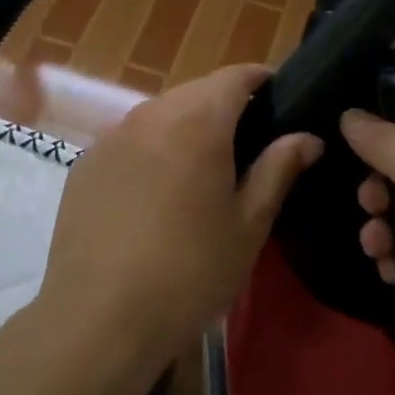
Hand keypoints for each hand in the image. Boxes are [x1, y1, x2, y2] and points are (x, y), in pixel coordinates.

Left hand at [39, 64, 321, 370]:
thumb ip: (279, 169)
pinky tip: (154, 193)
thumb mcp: (248, 224)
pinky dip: (150, 150)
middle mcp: (152, 113)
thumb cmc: (189, 271)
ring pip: (161, 113)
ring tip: (202, 168)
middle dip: (224, 105)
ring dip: (186, 126)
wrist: (97, 318)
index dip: (260, 79)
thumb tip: (308, 137)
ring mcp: (112, 135)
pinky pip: (129, 139)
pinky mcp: (86, 162)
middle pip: (197, 91)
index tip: (278, 95)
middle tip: (247, 142)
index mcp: (198, 121)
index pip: (235, 76)